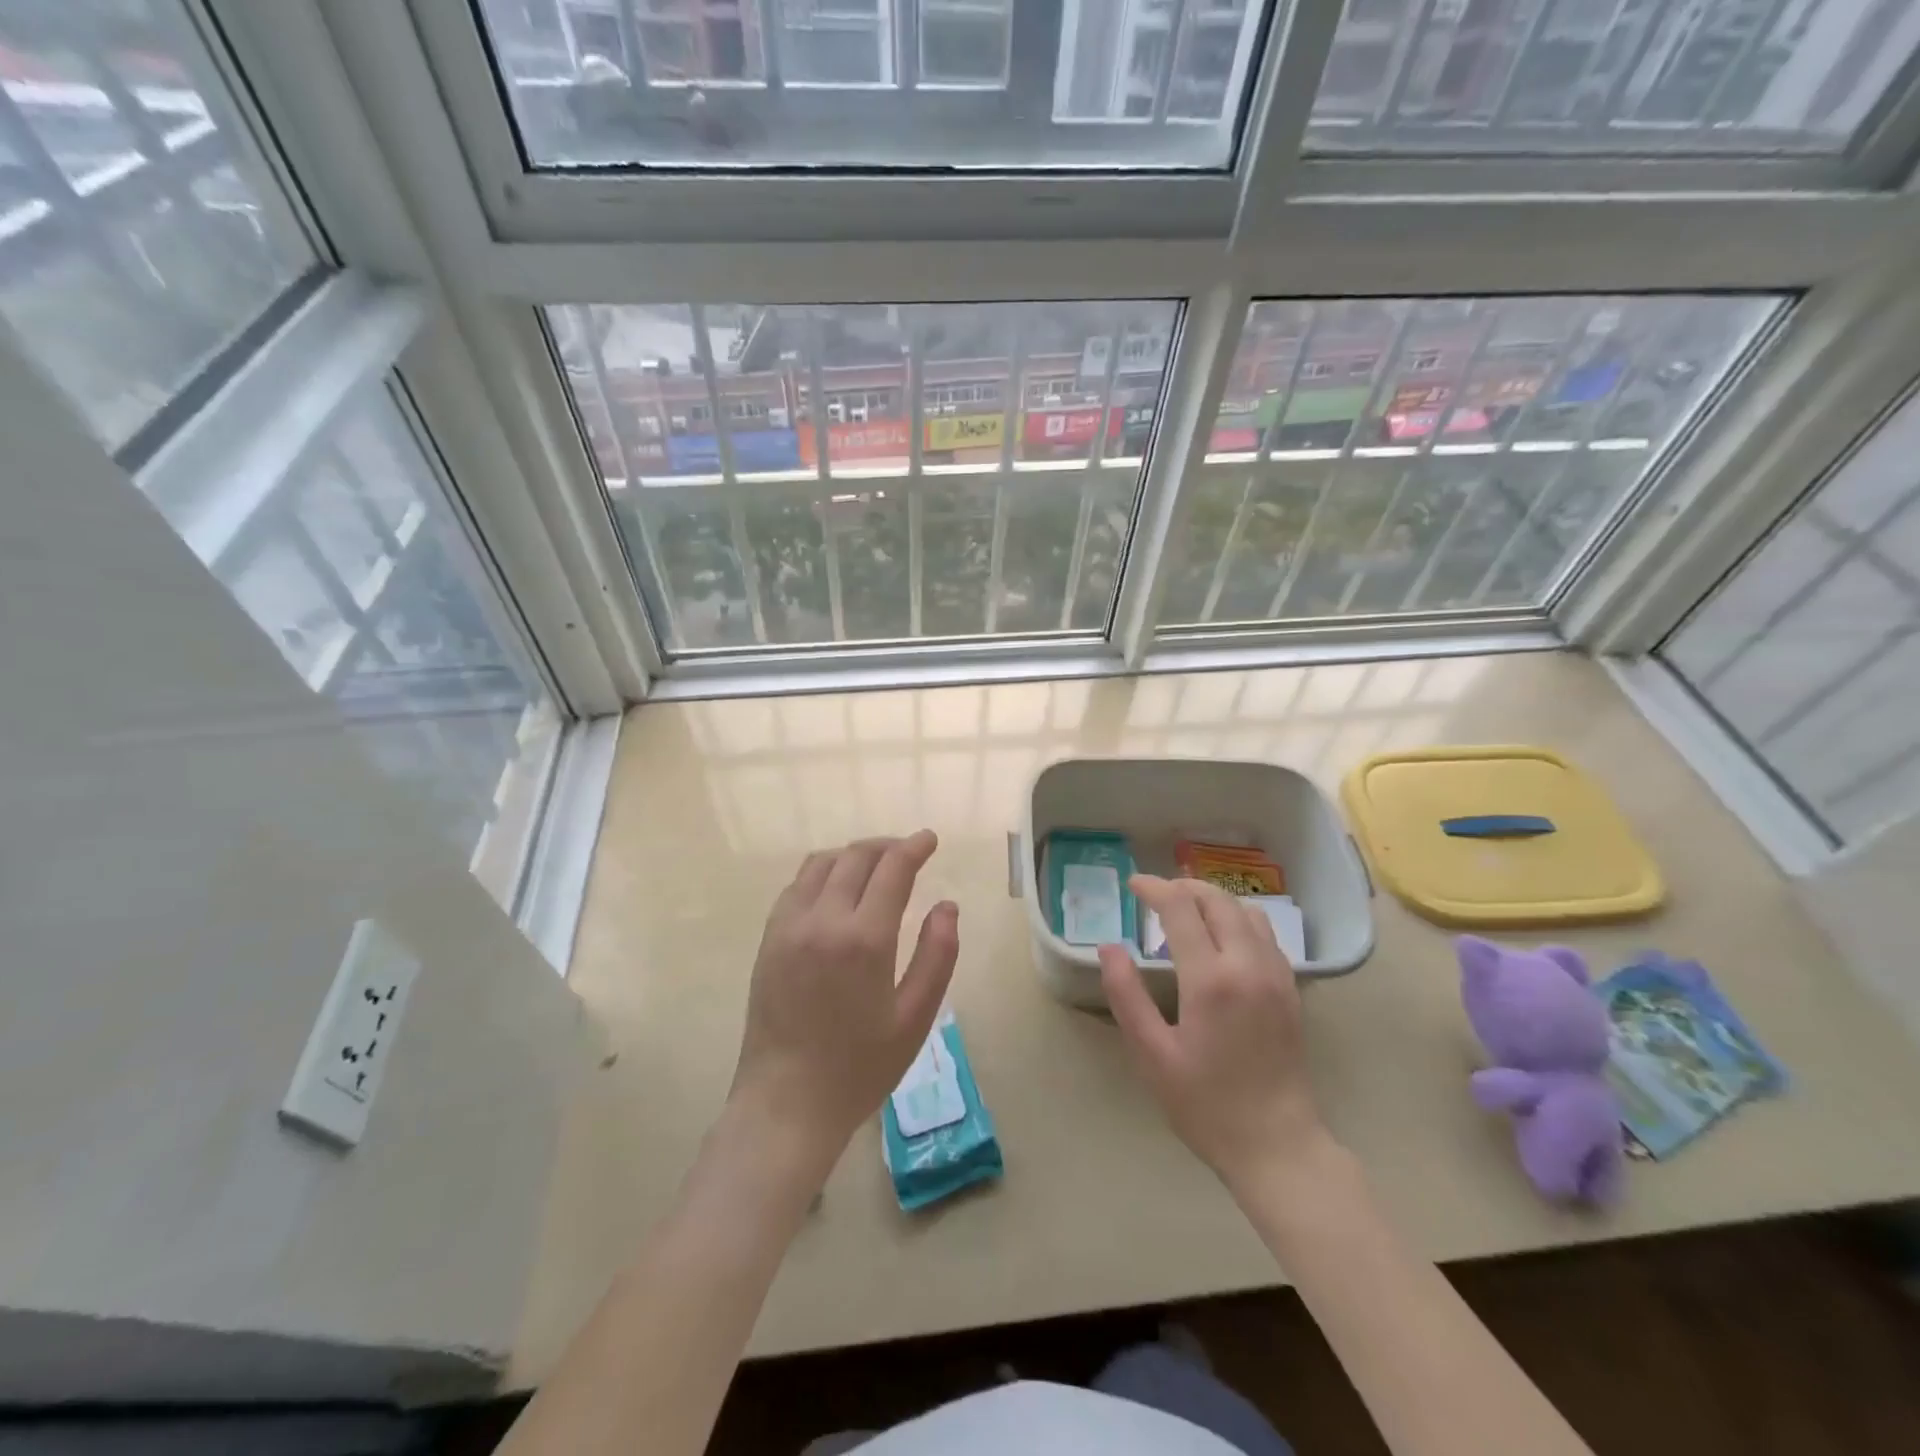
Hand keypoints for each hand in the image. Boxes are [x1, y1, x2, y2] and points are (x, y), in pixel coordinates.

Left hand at [730, 830, 958, 1178]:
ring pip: (822, 864)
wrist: (786, 1103)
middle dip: (886, 846)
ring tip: (875, 866)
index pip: (892, 869)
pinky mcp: (769, 938)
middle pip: (856, 857)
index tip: (930, 839)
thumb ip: (937, 955)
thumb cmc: (859, 1067)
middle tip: (908, 853)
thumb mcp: (915, 1018)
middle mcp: (823, 920)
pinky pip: (796, 885)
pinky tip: (836, 890)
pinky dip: (822, 872)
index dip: (914, 847)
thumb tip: (947, 905)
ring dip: (852, 855)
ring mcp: (789, 926)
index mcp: (864, 939)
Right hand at [1099, 875, 1330, 1191]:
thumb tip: (1109, 948)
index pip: (1180, 908)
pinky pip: (1265, 934)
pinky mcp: (1291, 989)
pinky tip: (1221, 940)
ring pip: (1246, 911)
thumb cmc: (1206, 1105)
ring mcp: (1276, 975)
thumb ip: (1127, 996)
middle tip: (1155, 895)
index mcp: (1211, 979)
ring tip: (1186, 912)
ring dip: (1213, 900)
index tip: (1132, 885)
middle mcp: (1248, 965)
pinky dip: (1238, 920)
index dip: (1153, 888)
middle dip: (1183, 887)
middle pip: (1217, 900)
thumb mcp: (1152, 1055)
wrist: (1278, 1146)